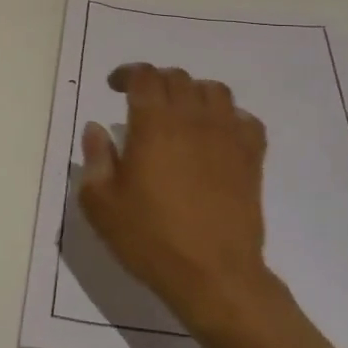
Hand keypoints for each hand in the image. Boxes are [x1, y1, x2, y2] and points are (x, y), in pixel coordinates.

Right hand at [76, 64, 271, 326]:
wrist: (214, 274)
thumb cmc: (150, 238)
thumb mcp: (101, 204)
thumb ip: (95, 159)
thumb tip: (96, 128)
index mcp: (154, 123)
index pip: (144, 76)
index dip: (128, 73)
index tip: (115, 86)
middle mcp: (193, 118)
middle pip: (178, 78)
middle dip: (157, 82)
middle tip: (143, 102)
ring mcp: (228, 135)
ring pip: (214, 91)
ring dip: (193, 94)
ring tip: (181, 114)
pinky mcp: (252, 157)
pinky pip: (245, 120)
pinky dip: (229, 118)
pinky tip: (217, 136)